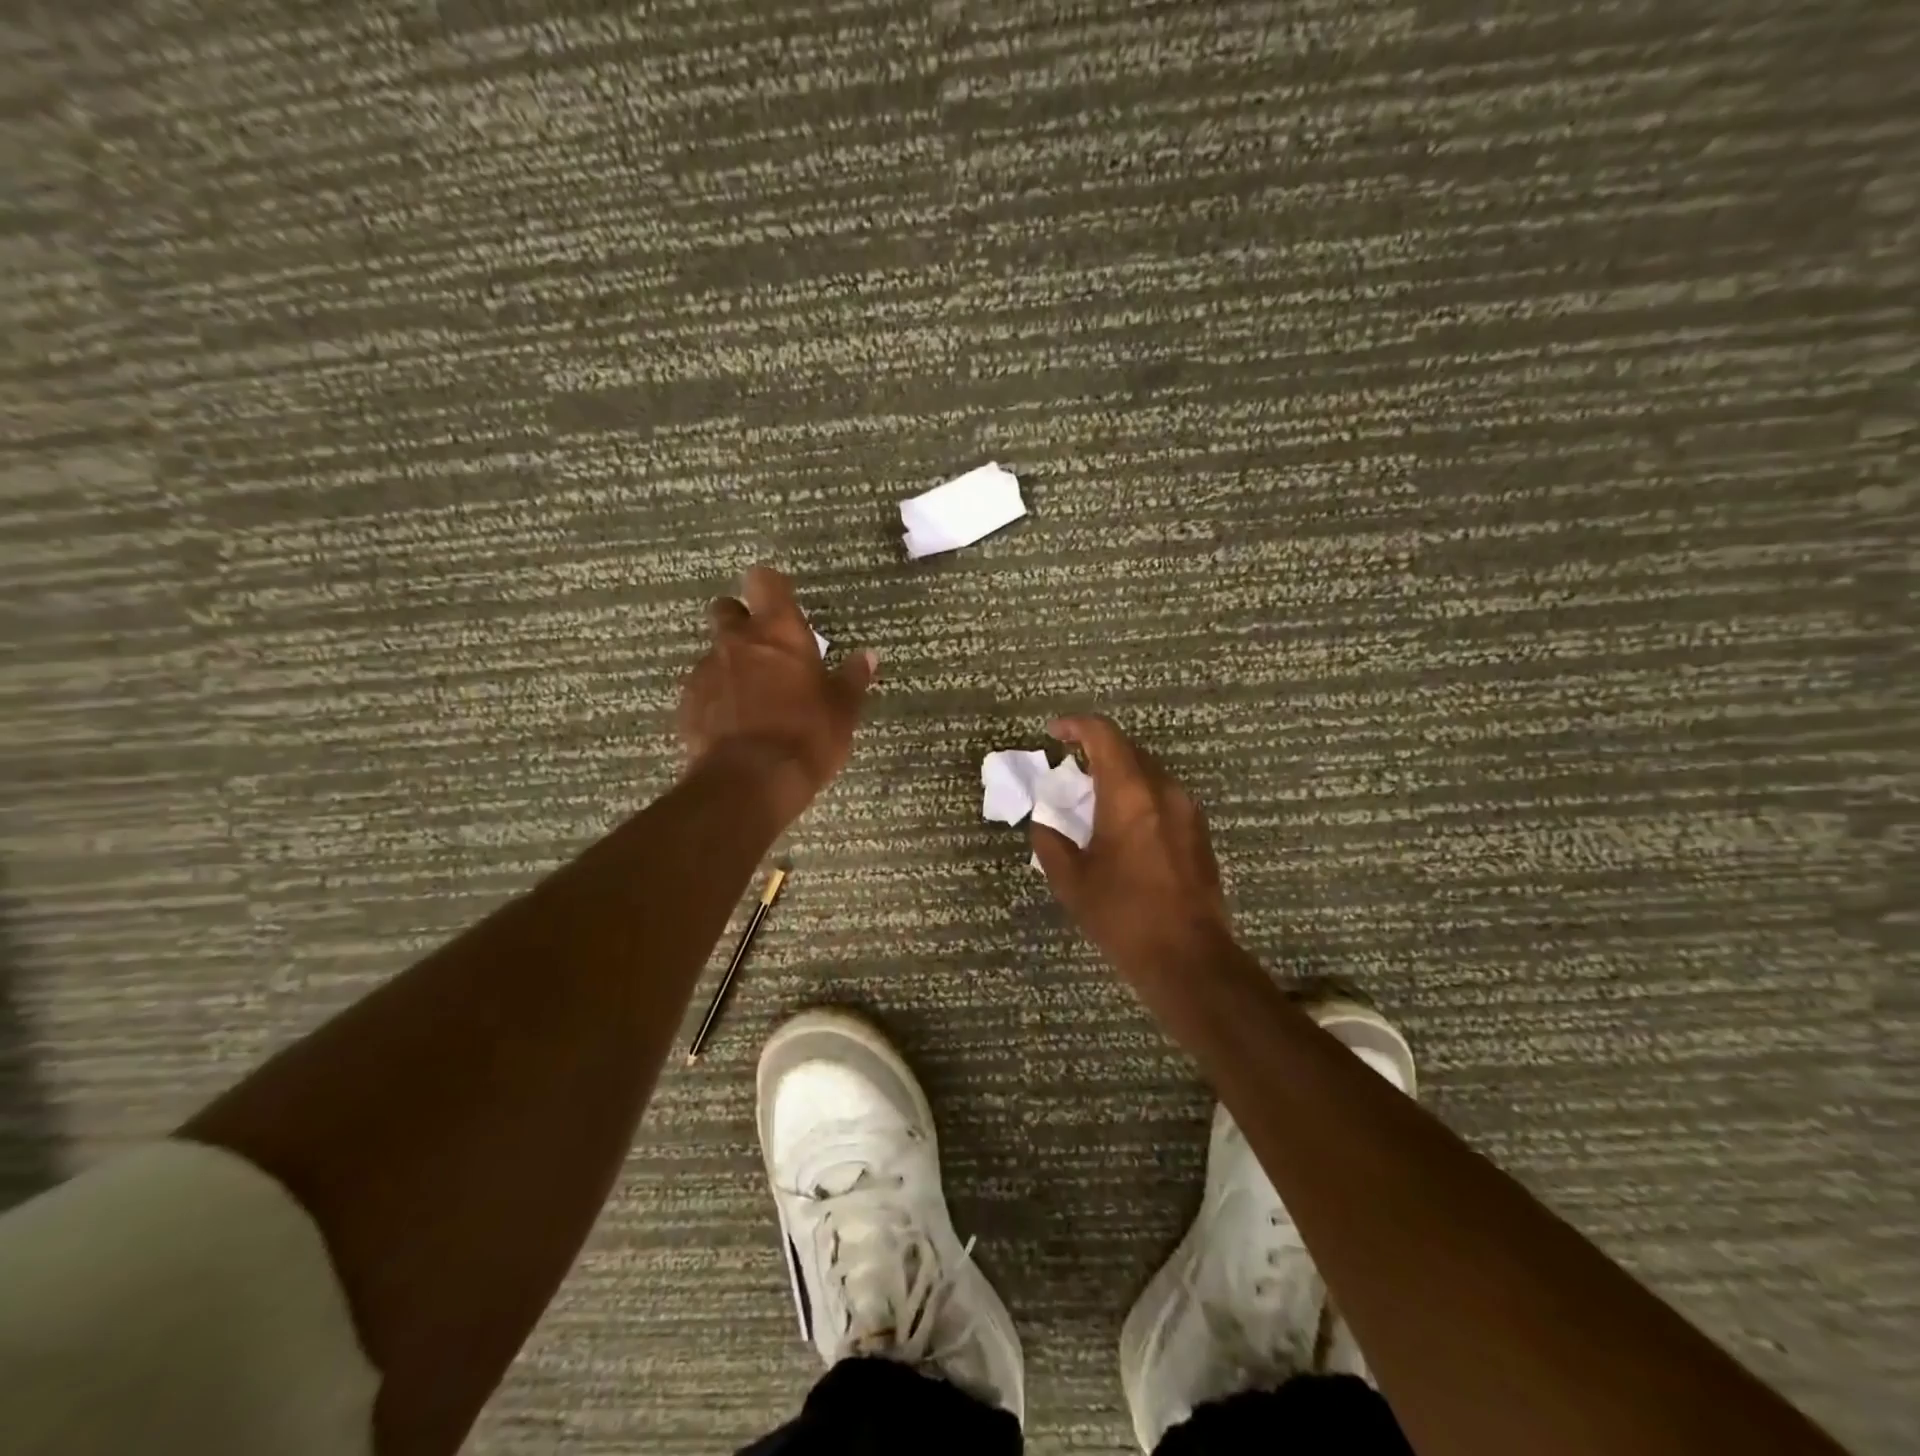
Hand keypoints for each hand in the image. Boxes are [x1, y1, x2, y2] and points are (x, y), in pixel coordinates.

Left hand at [677, 566, 877, 823]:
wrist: (750, 781)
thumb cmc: (807, 735)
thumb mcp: (843, 709)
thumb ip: (852, 678)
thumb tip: (867, 656)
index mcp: (778, 631)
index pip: (764, 580)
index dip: (772, 588)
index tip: (783, 604)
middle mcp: (737, 641)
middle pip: (726, 609)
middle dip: (741, 622)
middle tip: (764, 650)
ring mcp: (706, 671)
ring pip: (714, 653)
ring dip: (730, 665)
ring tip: (751, 698)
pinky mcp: (687, 704)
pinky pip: (702, 689)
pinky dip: (716, 698)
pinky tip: (733, 725)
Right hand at [1030, 714, 1234, 986]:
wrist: (1188, 957)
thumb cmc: (1123, 915)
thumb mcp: (1071, 881)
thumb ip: (1051, 842)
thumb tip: (1044, 824)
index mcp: (1129, 794)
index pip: (1103, 735)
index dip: (1075, 726)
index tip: (1054, 734)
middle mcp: (1163, 790)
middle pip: (1128, 750)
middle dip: (1096, 752)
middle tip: (1070, 773)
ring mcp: (1187, 810)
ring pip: (1148, 773)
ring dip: (1119, 776)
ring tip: (1094, 803)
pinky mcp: (1200, 832)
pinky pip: (1163, 797)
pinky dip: (1139, 797)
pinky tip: (1124, 828)